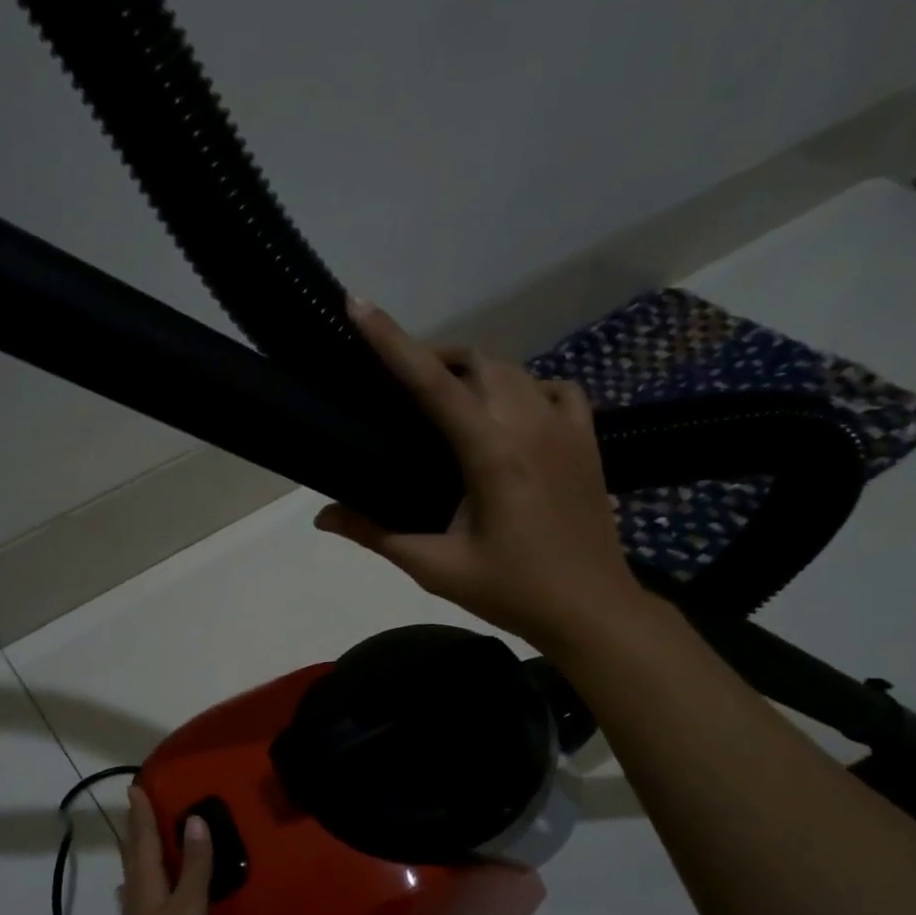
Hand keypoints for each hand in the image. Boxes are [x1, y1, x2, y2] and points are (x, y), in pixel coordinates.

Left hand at [108, 788, 211, 914]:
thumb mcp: (189, 908)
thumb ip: (194, 866)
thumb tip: (193, 820)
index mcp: (145, 886)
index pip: (142, 840)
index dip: (140, 814)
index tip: (135, 787)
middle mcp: (139, 899)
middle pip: (135, 856)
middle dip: (137, 830)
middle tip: (140, 805)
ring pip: (141, 877)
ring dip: (144, 854)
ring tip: (151, 839)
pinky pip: (152, 898)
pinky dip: (156, 882)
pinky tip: (161, 891)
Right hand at [316, 296, 647, 652]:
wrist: (592, 610)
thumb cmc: (512, 591)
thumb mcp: (437, 567)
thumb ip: (377, 534)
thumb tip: (323, 516)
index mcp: (491, 453)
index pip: (432, 383)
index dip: (392, 341)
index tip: (358, 304)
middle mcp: (530, 424)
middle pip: (475, 361)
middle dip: (433, 356)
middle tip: (398, 383)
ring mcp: (566, 427)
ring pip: (512, 369)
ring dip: (473, 371)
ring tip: (445, 397)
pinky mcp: (587, 439)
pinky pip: (551, 388)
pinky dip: (522, 387)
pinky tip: (509, 413)